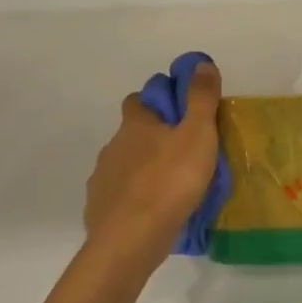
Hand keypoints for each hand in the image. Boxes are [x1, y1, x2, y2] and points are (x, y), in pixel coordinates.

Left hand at [85, 60, 222, 262]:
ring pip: (125, 165)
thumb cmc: (170, 182)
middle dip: (152, 138)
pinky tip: (152, 212)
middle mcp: (113, 146)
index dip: (158, 101)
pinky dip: (134, 198)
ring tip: (171, 186)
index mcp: (136, 125)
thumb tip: (201, 63)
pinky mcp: (100, 209)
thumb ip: (201, 98)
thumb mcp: (198, 135)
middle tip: (182, 152)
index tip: (180, 113)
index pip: (139, 99)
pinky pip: (119, 196)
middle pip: (131, 133)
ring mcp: (103, 179)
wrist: (130, 239)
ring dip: (143, 169)